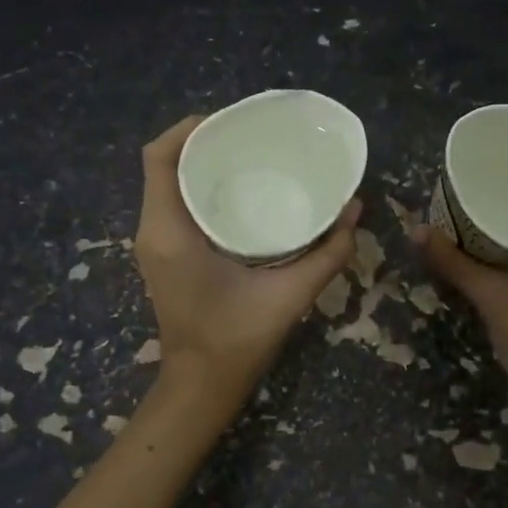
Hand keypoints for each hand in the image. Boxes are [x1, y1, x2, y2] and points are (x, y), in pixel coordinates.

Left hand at [134, 116, 361, 413]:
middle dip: (202, 141)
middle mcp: (153, 230)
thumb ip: (327, 252)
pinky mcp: (164, 255)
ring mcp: (154, 244)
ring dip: (201, 164)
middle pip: (165, 164)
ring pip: (168, 184)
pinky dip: (200, 188)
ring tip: (248, 155)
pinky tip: (239, 193)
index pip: (160, 157)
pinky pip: (174, 204)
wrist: (201, 385)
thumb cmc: (237, 339)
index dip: (189, 128)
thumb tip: (355, 208)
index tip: (232, 122)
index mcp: (170, 231)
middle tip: (250, 137)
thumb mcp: (290, 294)